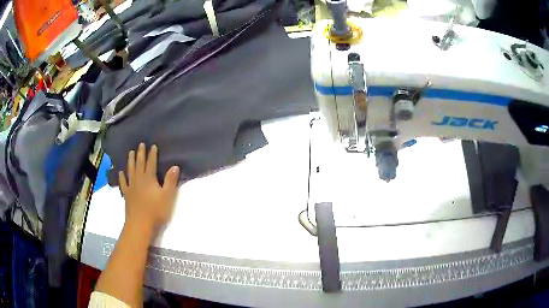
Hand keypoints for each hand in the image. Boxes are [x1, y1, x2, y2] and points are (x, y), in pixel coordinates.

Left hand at [119, 143, 179, 230]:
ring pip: (130, 170)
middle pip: (139, 164)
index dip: (152, 154)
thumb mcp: (168, 196)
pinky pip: (123, 183)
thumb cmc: (156, 211)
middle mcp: (138, 179)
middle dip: (140, 154)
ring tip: (130, 153)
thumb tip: (175, 166)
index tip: (153, 146)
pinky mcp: (127, 195)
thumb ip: (170, 181)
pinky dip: (122, 177)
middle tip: (140, 144)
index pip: (151, 163)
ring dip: (130, 161)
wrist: (140, 224)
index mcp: (149, 179)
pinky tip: (121, 173)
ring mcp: (131, 187)